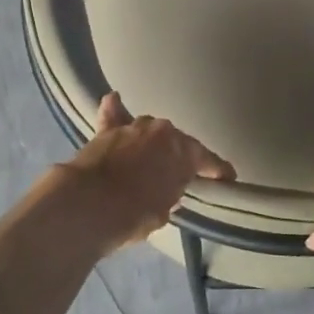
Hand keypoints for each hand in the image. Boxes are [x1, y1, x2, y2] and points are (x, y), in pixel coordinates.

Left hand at [52, 93, 234, 253]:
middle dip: (178, 155)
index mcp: (184, 151)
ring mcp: (133, 127)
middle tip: (178, 173)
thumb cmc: (134, 214)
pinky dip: (116, 111)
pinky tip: (115, 99)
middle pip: (176, 142)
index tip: (228, 179)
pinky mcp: (105, 131)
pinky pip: (114, 116)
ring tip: (151, 155)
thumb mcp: (163, 211)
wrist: (86, 206)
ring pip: (148, 131)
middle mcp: (162, 131)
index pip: (208, 160)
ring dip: (151, 142)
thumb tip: (168, 186)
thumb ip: (171, 192)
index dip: (218, 171)